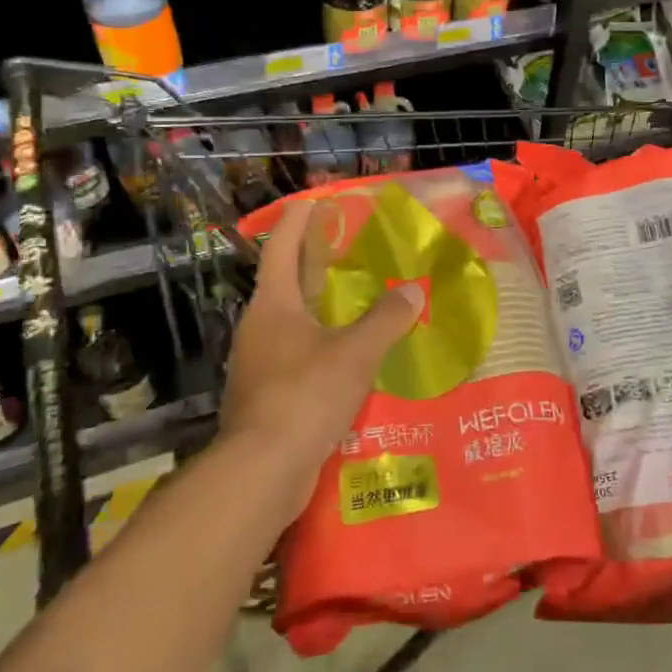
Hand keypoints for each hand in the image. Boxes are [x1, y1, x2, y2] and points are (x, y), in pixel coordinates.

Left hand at [222, 198, 424, 515]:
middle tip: (351, 245)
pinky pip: (298, 355)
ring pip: (293, 320)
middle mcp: (260, 327)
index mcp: (273, 305)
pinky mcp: (267, 395)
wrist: (262, 472)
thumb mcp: (355, 353)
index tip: (317, 199)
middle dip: (314, 260)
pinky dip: (322, 344)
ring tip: (359, 300)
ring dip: (321, 306)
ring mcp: (259, 363)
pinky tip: (350, 356)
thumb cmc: (305, 396)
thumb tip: (412, 290)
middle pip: (286, 281)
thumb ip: (386, 319)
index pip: (282, 247)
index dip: (299, 219)